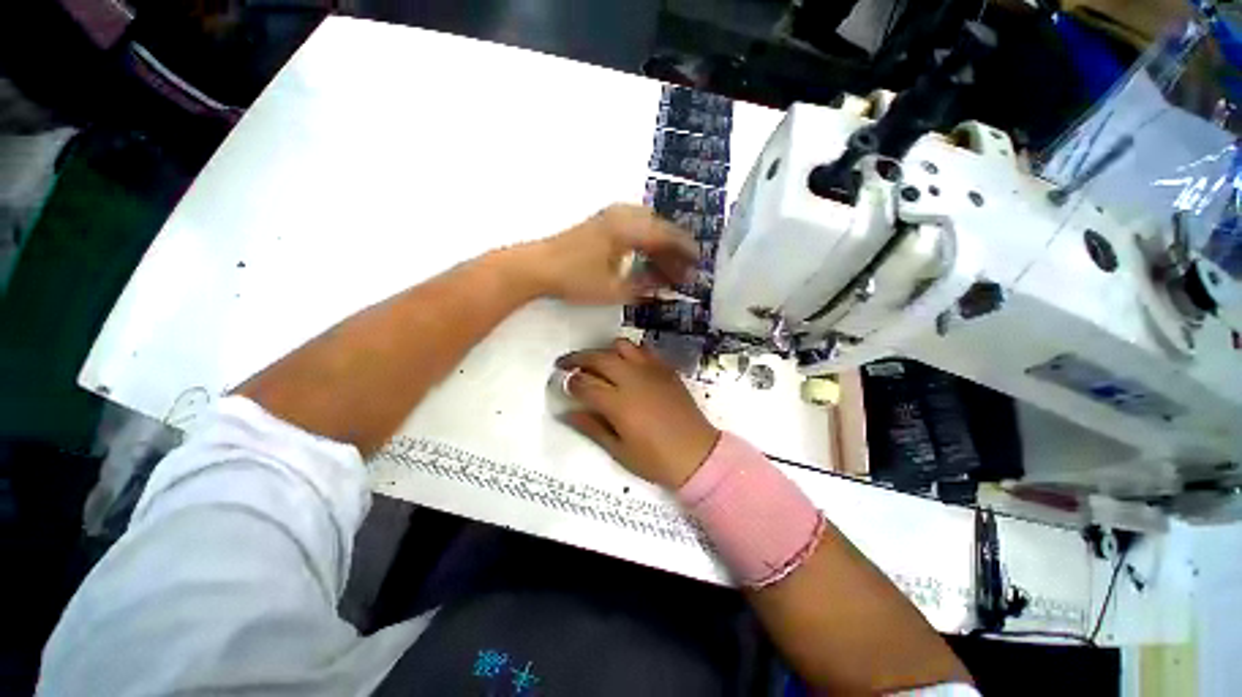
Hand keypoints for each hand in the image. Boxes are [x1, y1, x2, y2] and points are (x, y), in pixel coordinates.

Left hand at [523, 204, 698, 304]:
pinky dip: (646, 242)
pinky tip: (648, 259)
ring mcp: (611, 216)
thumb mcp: (615, 289)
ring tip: (669, 268)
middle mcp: (623, 215)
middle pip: (660, 229)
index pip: (667, 236)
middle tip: (684, 271)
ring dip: (660, 246)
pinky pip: (634, 227)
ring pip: (647, 226)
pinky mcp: (602, 222)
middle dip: (675, 250)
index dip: (686, 251)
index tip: (698, 264)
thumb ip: (645, 285)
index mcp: (628, 228)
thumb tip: (668, 285)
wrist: (537, 266)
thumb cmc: (576, 279)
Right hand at [558, 338, 719, 488]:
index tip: (563, 384)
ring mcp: (651, 371)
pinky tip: (625, 362)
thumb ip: (591, 427)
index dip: (569, 382)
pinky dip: (628, 351)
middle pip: (598, 357)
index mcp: (618, 403)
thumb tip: (566, 413)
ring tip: (596, 361)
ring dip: (603, 350)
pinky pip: (643, 350)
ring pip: (620, 346)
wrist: (697, 454)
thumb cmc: (655, 459)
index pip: (584, 383)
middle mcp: (632, 380)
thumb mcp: (618, 450)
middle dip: (577, 358)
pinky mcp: (665, 369)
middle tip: (565, 363)